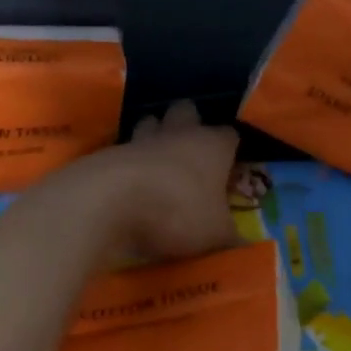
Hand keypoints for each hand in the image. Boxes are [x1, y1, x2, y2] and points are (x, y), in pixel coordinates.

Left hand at [91, 100, 241, 261]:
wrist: (110, 202)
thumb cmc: (178, 211)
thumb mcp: (215, 233)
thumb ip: (229, 233)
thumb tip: (240, 239)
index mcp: (213, 145)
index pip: (230, 134)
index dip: (230, 148)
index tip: (229, 167)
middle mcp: (179, 132)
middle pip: (187, 111)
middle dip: (190, 123)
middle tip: (192, 151)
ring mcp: (142, 139)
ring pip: (151, 122)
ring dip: (155, 136)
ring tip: (158, 162)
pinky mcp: (111, 152)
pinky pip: (126, 149)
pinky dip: (130, 161)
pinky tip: (131, 180)